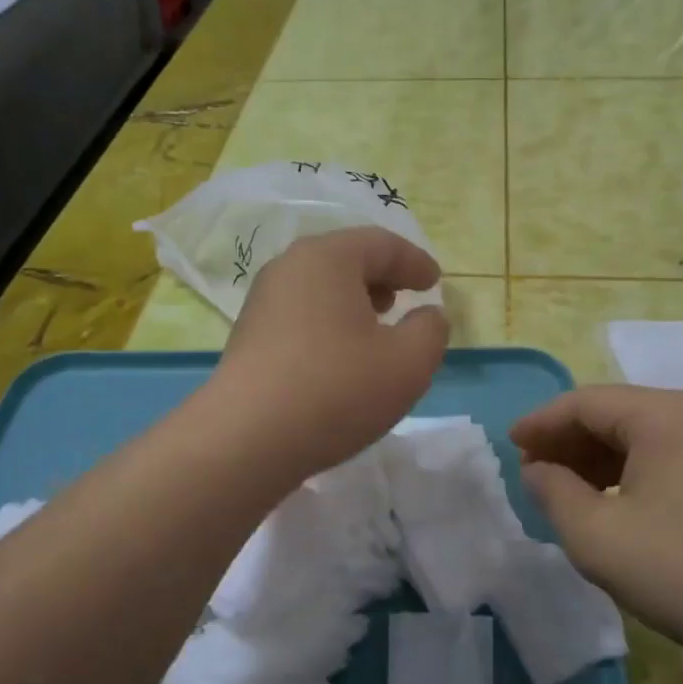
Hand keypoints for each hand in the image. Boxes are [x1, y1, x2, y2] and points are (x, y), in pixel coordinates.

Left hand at [211, 227, 448, 476]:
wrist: (247, 439)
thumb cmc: (337, 389)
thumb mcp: (408, 362)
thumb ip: (431, 331)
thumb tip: (428, 316)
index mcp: (327, 258)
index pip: (381, 244)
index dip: (415, 261)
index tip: (435, 282)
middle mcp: (288, 268)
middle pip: (345, 260)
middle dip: (381, 277)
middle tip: (404, 300)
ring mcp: (262, 303)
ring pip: (320, 288)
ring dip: (353, 302)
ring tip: (375, 330)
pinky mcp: (249, 337)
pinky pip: (301, 315)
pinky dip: (329, 324)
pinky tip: (340, 358)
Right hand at [511, 386, 682, 681]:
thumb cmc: (682, 571)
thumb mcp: (596, 535)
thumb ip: (553, 493)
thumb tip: (538, 469)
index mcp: (662, 415)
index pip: (584, 402)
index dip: (540, 422)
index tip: (510, 444)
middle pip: (615, 413)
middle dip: (568, 440)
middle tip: (533, 470)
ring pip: (643, 436)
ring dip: (598, 458)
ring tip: (567, 489)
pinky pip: (669, 457)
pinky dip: (631, 472)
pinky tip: (615, 504)